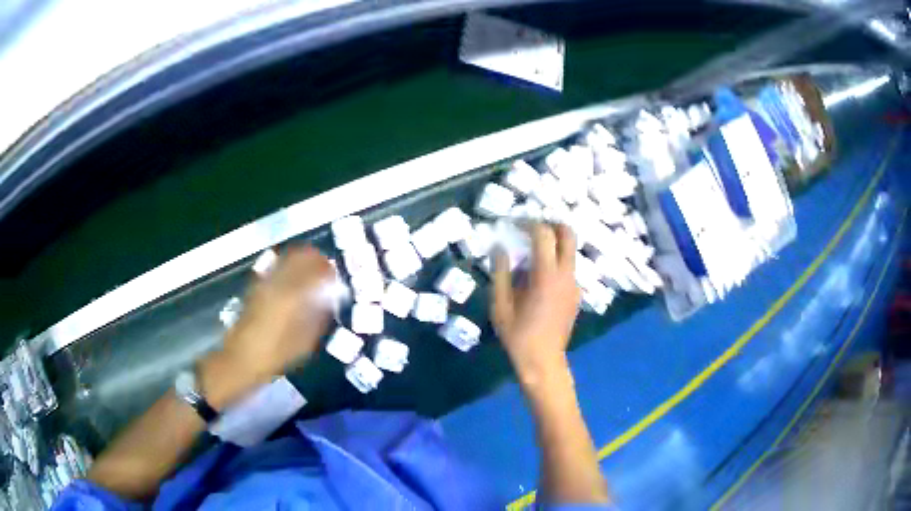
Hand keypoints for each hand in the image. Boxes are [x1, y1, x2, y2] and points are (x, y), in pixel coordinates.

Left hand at [200, 246, 333, 406]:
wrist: (243, 358)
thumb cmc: (277, 354)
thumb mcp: (306, 341)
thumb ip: (320, 316)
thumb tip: (330, 299)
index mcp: (293, 292)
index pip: (316, 267)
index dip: (328, 269)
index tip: (336, 276)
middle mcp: (278, 280)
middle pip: (300, 255)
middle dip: (314, 259)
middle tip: (324, 271)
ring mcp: (264, 281)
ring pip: (286, 258)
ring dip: (300, 262)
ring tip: (310, 275)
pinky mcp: (256, 287)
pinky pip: (275, 268)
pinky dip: (287, 268)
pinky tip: (292, 283)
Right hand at [492, 223, 579, 389]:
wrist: (543, 361)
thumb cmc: (518, 335)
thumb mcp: (500, 304)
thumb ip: (500, 272)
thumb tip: (500, 247)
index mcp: (546, 275)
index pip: (544, 234)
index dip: (528, 223)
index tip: (513, 223)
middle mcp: (566, 275)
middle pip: (568, 234)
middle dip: (550, 223)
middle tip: (530, 228)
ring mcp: (574, 284)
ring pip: (569, 250)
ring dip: (553, 242)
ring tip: (530, 252)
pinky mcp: (576, 293)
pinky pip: (567, 266)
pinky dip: (555, 260)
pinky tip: (537, 276)